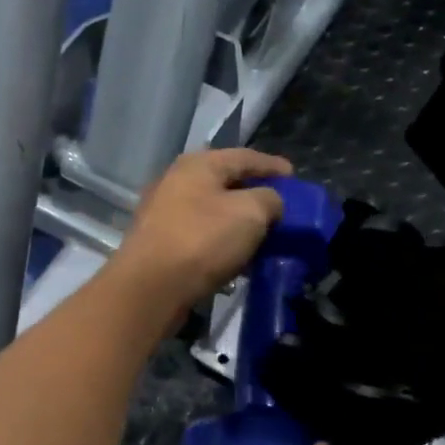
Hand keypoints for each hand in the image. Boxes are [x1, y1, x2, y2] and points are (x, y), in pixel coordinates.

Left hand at [112, 148, 292, 320]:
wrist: (150, 287)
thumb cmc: (203, 240)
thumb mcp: (250, 213)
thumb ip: (269, 200)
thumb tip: (270, 202)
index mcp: (197, 165)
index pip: (244, 156)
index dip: (272, 165)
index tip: (294, 176)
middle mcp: (176, 182)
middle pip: (225, 182)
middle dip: (254, 194)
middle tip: (280, 207)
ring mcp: (164, 213)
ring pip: (212, 211)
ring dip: (238, 221)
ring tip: (263, 235)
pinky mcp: (160, 243)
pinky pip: (200, 235)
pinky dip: (222, 241)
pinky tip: (237, 257)